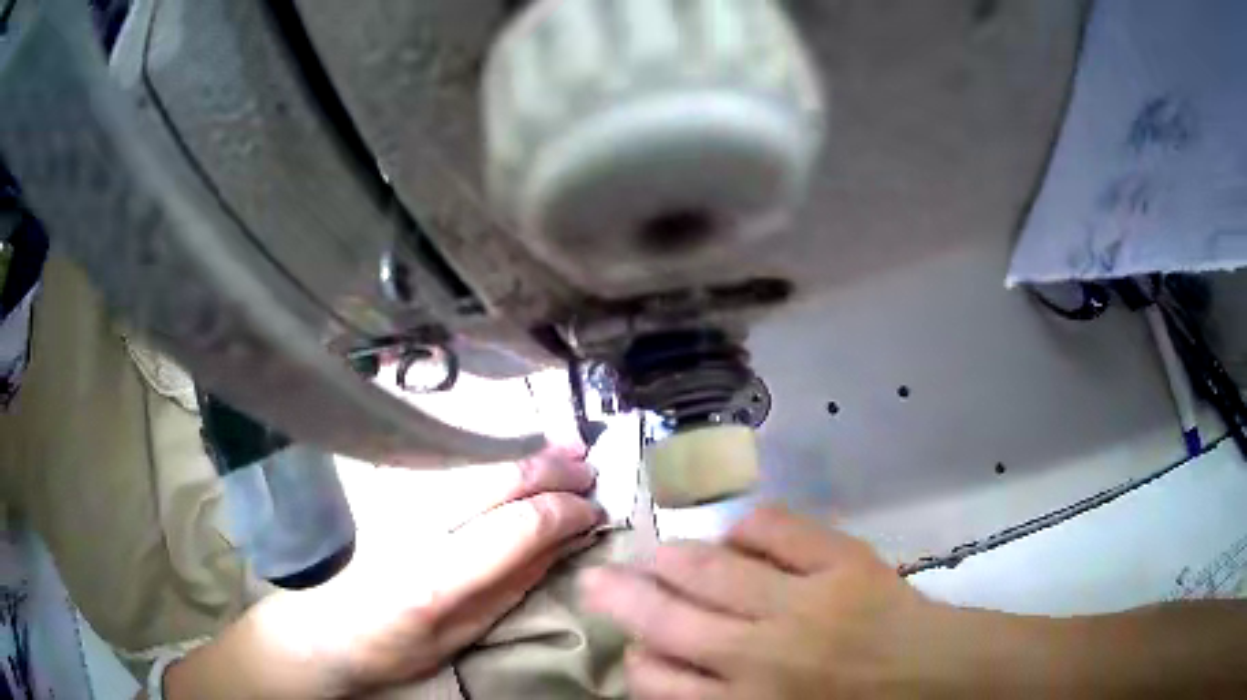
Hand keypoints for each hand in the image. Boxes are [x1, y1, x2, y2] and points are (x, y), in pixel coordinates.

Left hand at [166, 446, 604, 698]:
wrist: (317, 624)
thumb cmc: (391, 646)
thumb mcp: (461, 637)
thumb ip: (512, 586)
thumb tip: (562, 541)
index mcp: (437, 578)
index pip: (521, 525)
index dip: (566, 512)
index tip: (592, 512)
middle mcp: (413, 524)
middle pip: (499, 477)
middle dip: (554, 470)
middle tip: (589, 472)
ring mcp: (391, 495)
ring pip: (473, 455)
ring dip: (526, 452)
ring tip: (565, 453)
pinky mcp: (379, 482)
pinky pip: (446, 455)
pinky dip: (490, 450)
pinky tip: (513, 452)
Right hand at [580, 506, 948, 698]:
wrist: (933, 675)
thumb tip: (667, 667)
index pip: (656, 681)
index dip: (637, 662)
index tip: (637, 650)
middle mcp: (759, 653)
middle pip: (667, 619)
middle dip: (622, 597)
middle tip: (596, 579)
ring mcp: (801, 601)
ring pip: (709, 570)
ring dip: (671, 559)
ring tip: (655, 553)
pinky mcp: (840, 561)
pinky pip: (774, 527)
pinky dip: (746, 526)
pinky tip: (739, 537)